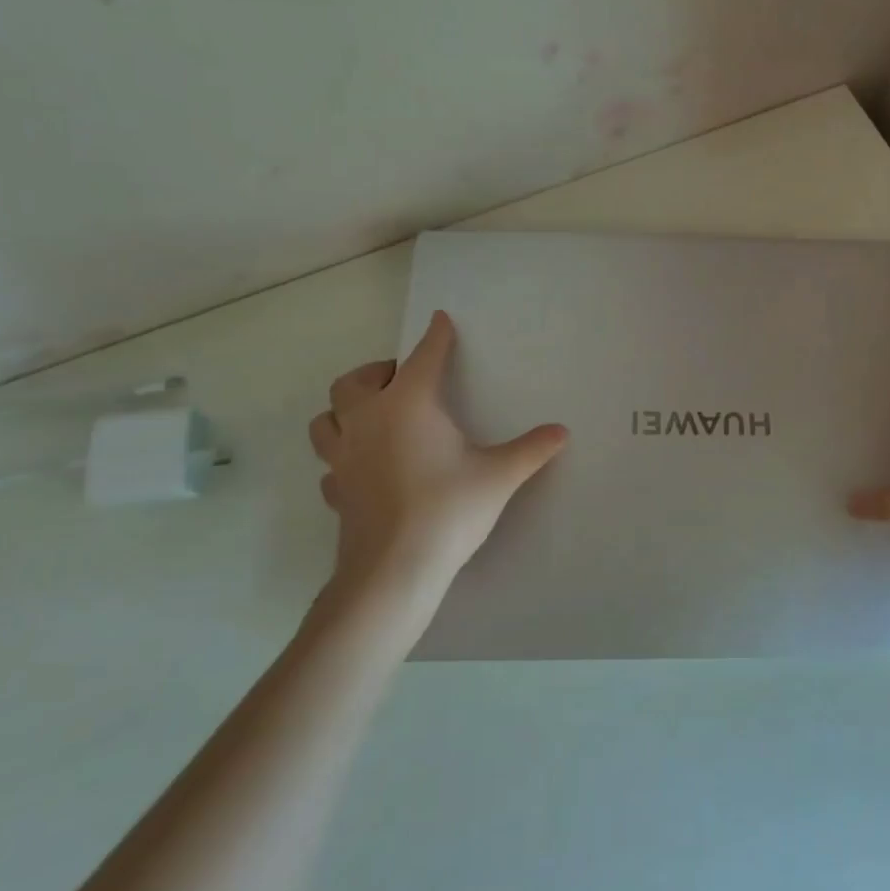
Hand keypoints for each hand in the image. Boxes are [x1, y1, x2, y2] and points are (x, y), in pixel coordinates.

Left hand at [308, 311, 568, 603]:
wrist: (394, 569)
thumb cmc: (448, 509)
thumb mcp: (499, 475)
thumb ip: (531, 449)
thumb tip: (562, 432)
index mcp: (408, 404)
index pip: (424, 357)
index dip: (436, 337)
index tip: (441, 321)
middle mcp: (368, 420)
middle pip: (355, 381)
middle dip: (378, 372)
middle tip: (403, 380)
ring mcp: (344, 456)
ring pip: (327, 418)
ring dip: (346, 409)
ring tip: (373, 416)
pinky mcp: (335, 490)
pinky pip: (331, 462)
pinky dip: (344, 455)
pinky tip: (364, 467)